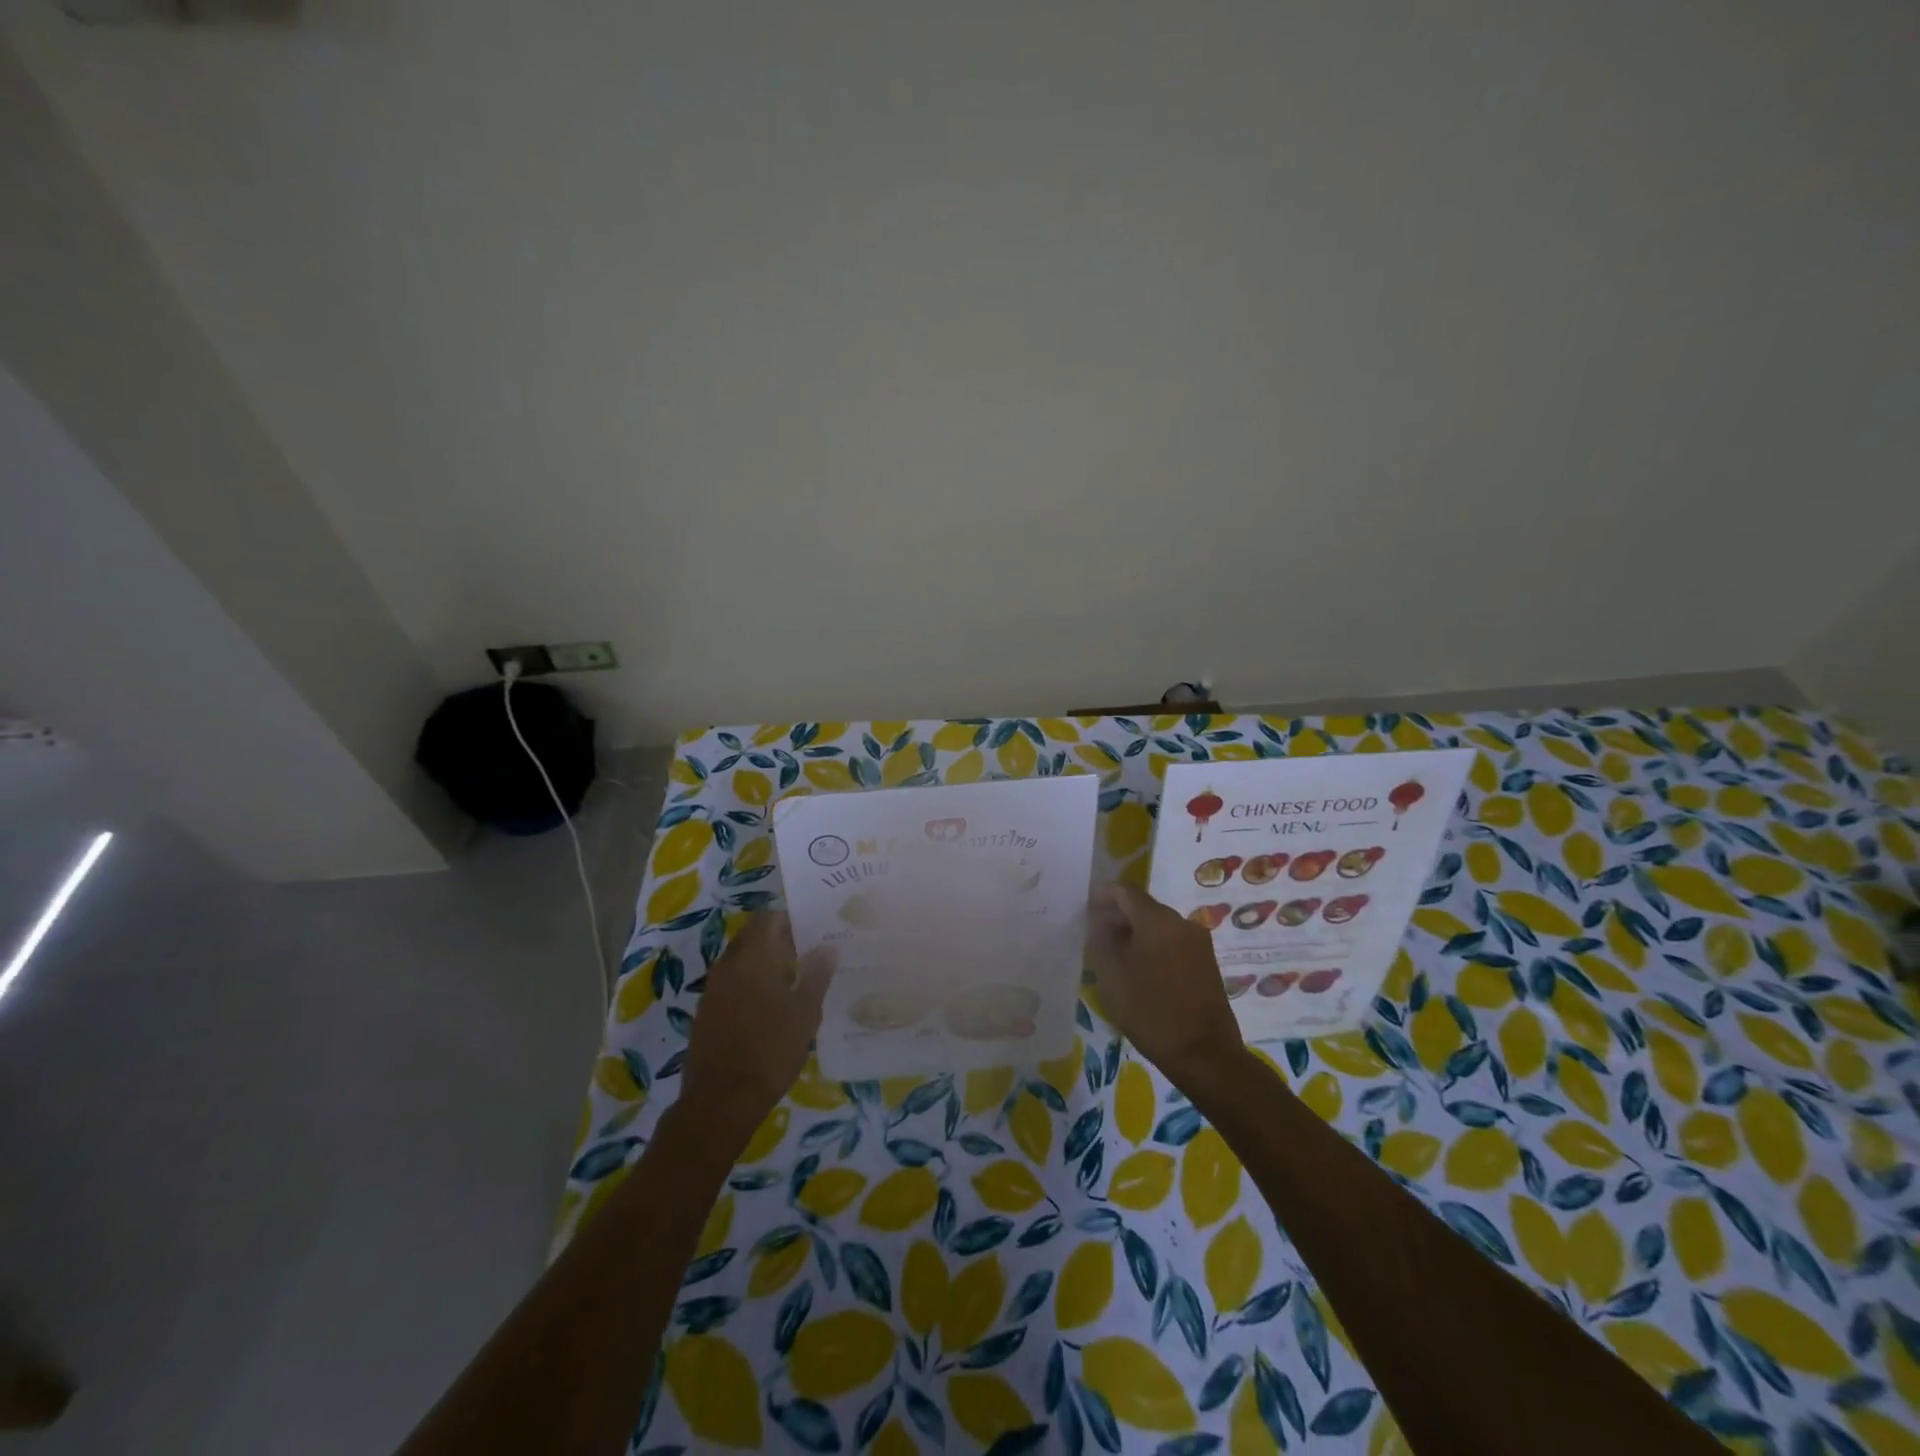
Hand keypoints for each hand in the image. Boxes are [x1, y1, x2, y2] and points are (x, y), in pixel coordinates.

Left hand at [679, 911, 835, 1147]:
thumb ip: (817, 975)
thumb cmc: (771, 1049)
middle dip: (778, 942)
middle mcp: (728, 964)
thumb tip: (827, 947)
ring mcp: (713, 989)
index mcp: (753, 956)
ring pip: (742, 962)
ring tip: (794, 983)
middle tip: (808, 956)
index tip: (812, 931)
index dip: (790, 919)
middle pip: (753, 938)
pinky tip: (770, 1009)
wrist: (721, 1100)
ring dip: (764, 965)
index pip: (768, 917)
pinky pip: (732, 985)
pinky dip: (750, 986)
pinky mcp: (706, 1012)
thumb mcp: (805, 1012)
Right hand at [1086, 883, 1245, 1089]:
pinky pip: (1172, 944)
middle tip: (1094, 934)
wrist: (1204, 1053)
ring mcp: (1198, 943)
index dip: (1101, 894)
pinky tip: (1139, 971)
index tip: (1084, 907)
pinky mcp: (1207, 964)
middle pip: (1143, 908)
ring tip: (1114, 955)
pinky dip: (1152, 948)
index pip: (1125, 891)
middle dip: (1117, 916)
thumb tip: (1100, 921)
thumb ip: (1100, 938)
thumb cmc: (1150, 1009)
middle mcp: (1182, 922)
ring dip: (1135, 934)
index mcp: (1157, 919)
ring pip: (1158, 927)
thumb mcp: (1111, 974)